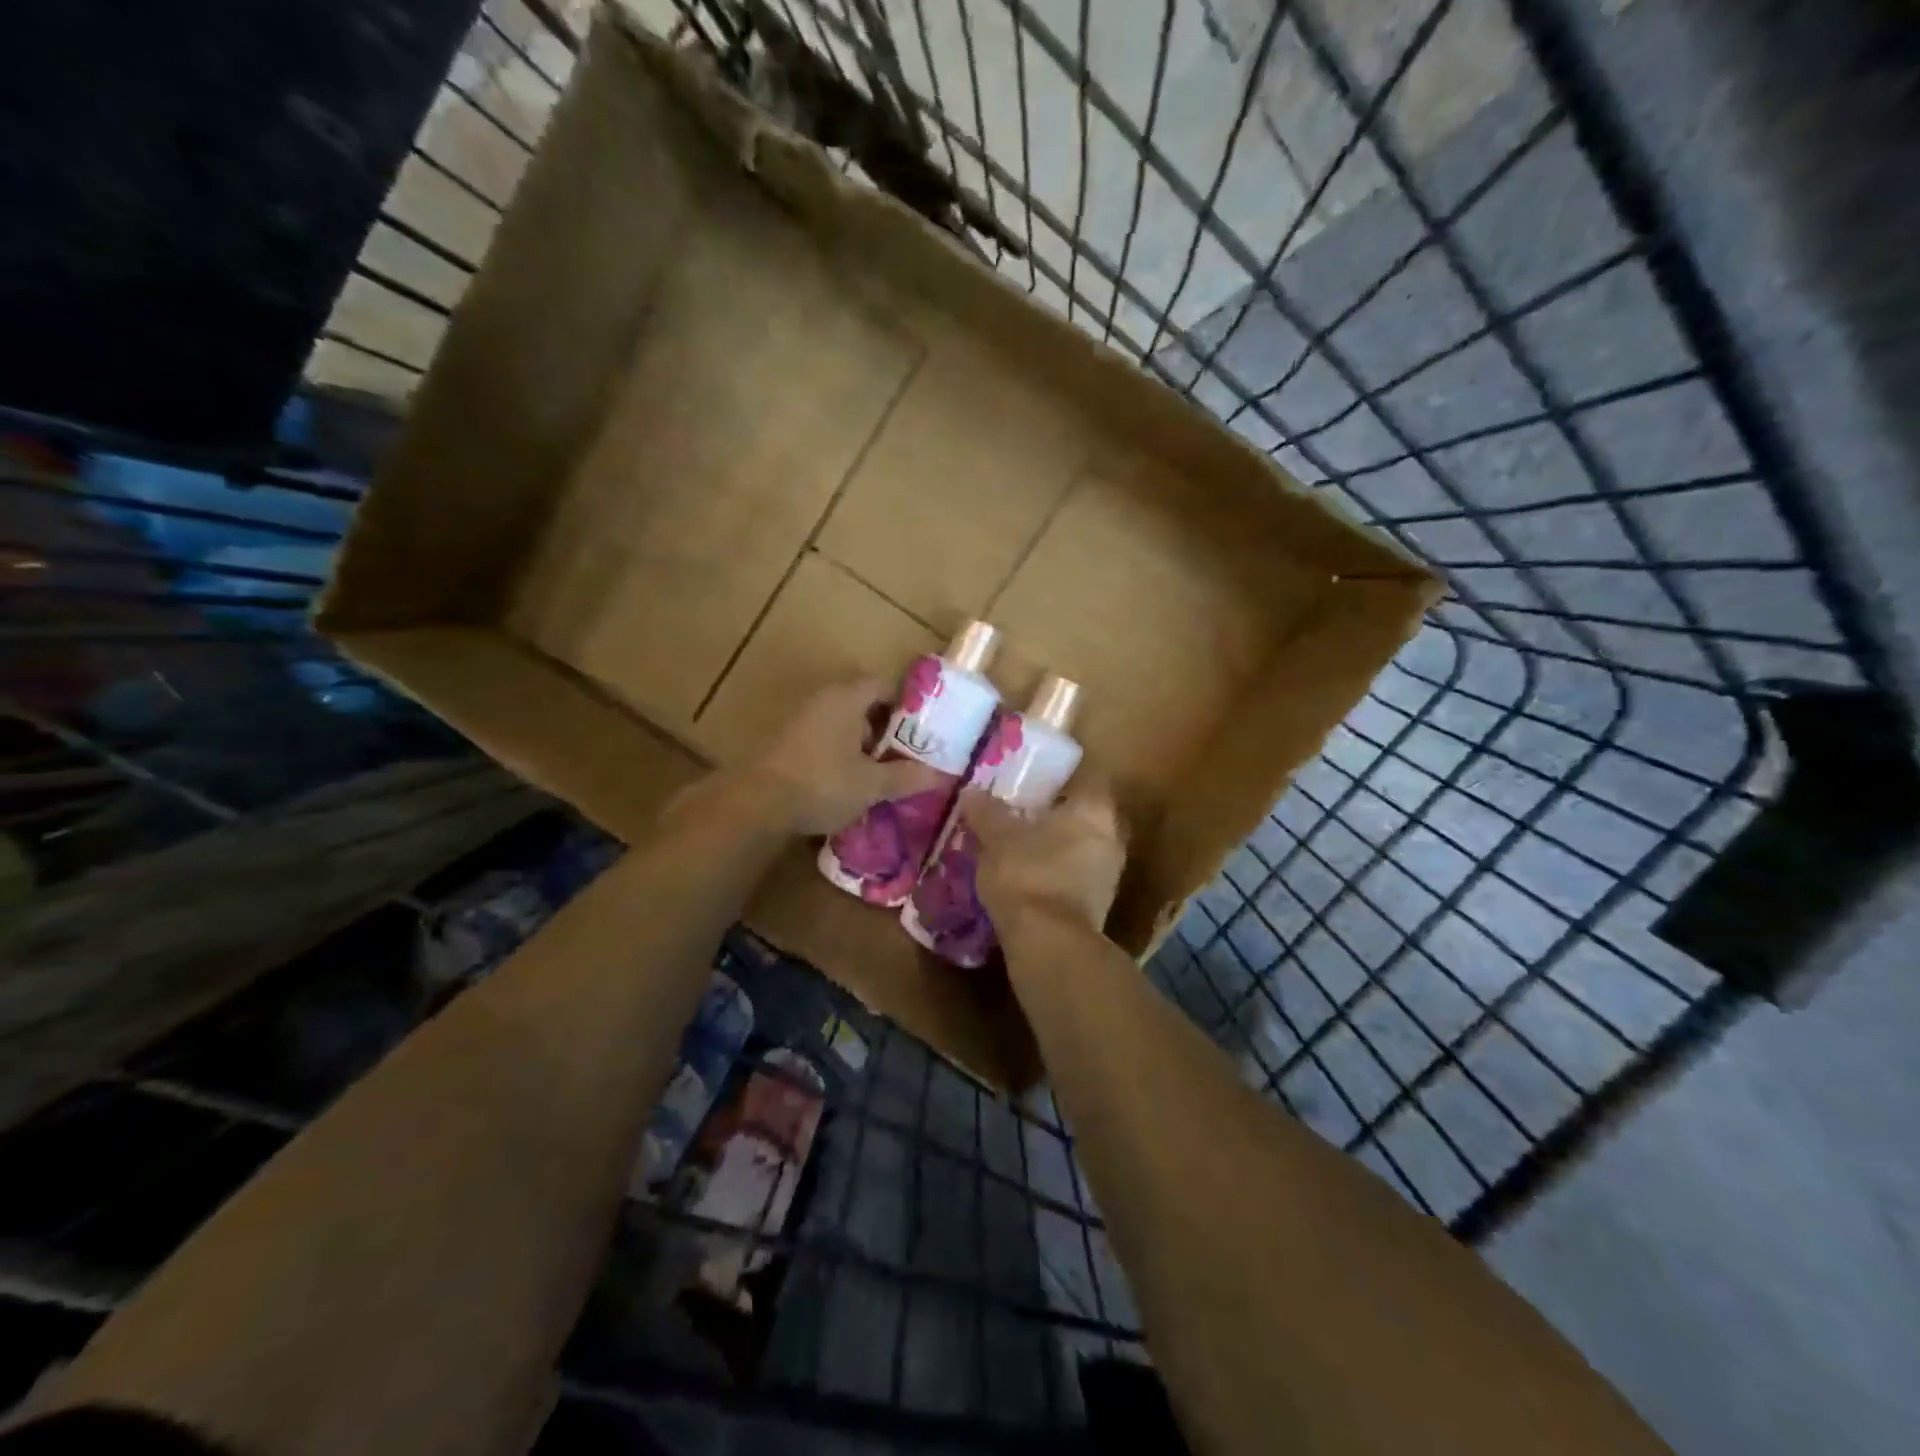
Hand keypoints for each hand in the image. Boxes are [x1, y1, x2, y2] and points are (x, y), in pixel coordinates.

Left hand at [745, 678, 942, 835]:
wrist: (755, 803)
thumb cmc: (822, 783)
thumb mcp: (871, 785)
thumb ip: (906, 777)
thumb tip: (941, 775)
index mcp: (847, 697)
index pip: (884, 684)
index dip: (906, 704)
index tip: (922, 731)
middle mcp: (823, 698)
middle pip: (863, 702)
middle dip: (885, 727)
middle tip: (904, 755)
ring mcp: (800, 717)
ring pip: (842, 721)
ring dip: (861, 742)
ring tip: (878, 773)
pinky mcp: (785, 738)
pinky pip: (823, 736)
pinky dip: (839, 751)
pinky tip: (846, 780)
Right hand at [961, 776, 1126, 933]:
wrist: (1050, 944)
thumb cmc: (1028, 874)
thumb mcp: (997, 837)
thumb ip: (986, 812)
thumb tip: (972, 792)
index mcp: (1095, 810)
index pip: (1087, 778)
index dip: (1062, 777)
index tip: (1035, 779)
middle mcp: (1112, 837)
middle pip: (1085, 815)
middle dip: (1057, 814)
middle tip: (1022, 811)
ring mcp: (1109, 875)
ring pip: (1082, 848)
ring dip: (1056, 846)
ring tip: (1020, 846)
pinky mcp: (1098, 906)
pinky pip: (1076, 877)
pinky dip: (1056, 874)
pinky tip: (1028, 878)